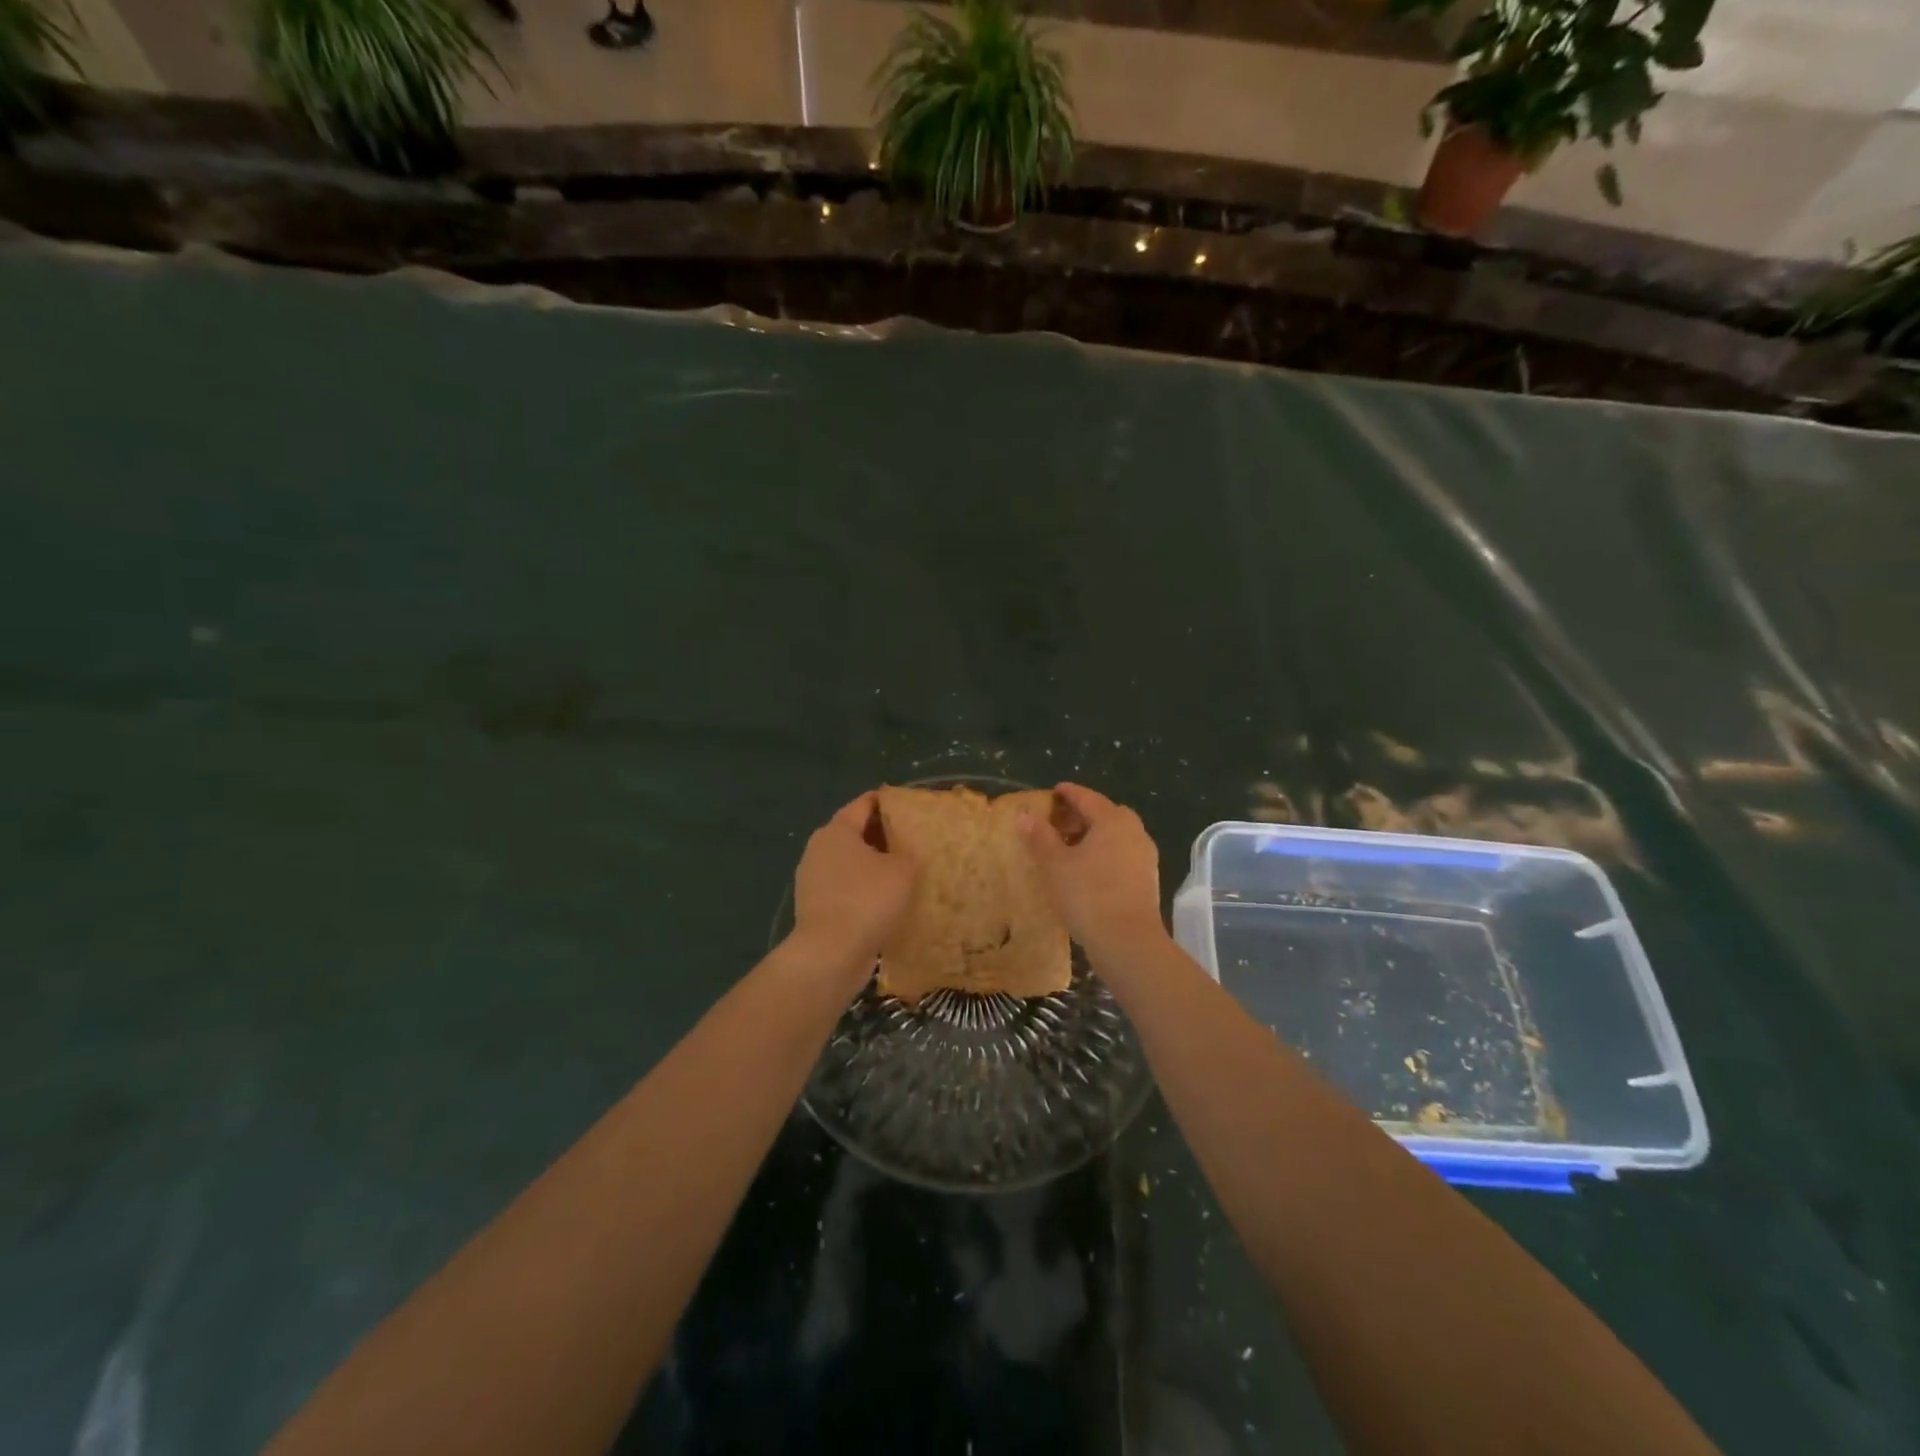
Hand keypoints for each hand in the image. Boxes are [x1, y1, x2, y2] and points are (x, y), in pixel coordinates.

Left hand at [791, 792, 917, 967]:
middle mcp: (819, 849)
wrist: (830, 955)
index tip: (913, 808)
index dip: (890, 802)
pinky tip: (887, 902)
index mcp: (836, 830)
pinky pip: (846, 890)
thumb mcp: (903, 870)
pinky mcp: (816, 908)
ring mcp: (813, 880)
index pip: (865, 803)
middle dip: (884, 836)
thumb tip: (905, 855)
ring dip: (874, 867)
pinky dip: (865, 891)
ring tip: (905, 874)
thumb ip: (908, 853)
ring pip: (851, 864)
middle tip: (915, 841)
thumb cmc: (867, 900)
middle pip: (856, 833)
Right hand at [1017, 783, 1165, 956]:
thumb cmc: (1088, 895)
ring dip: (1093, 837)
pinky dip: (1103, 856)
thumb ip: (1040, 837)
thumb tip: (1024, 815)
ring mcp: (1144, 858)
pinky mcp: (1146, 881)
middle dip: (1083, 816)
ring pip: (1116, 837)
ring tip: (1068, 849)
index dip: (1068, 793)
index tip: (1054, 791)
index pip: (1088, 798)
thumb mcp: (1056, 864)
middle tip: (1058, 823)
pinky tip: (1086, 872)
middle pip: (1106, 815)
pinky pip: (1121, 857)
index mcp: (1113, 820)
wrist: (1128, 942)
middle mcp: (1134, 833)